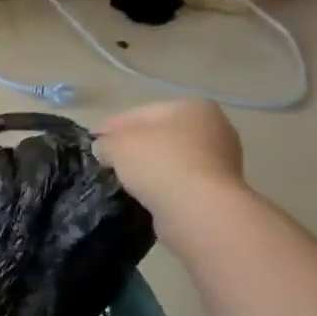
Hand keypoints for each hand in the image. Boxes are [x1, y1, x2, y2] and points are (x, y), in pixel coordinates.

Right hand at [96, 101, 250, 252]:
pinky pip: (182, 181)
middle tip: (108, 161)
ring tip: (125, 181)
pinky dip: (165, 185)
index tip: (94, 141)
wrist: (199, 209)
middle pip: (162, 135)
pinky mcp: (220, 188)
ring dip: (151, 167)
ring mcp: (222, 159)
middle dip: (136, 146)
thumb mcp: (118, 145)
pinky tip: (147, 195)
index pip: (142, 113)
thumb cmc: (159, 163)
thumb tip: (105, 148)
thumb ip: (107, 142)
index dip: (113, 126)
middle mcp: (215, 127)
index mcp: (192, 107)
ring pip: (173, 158)